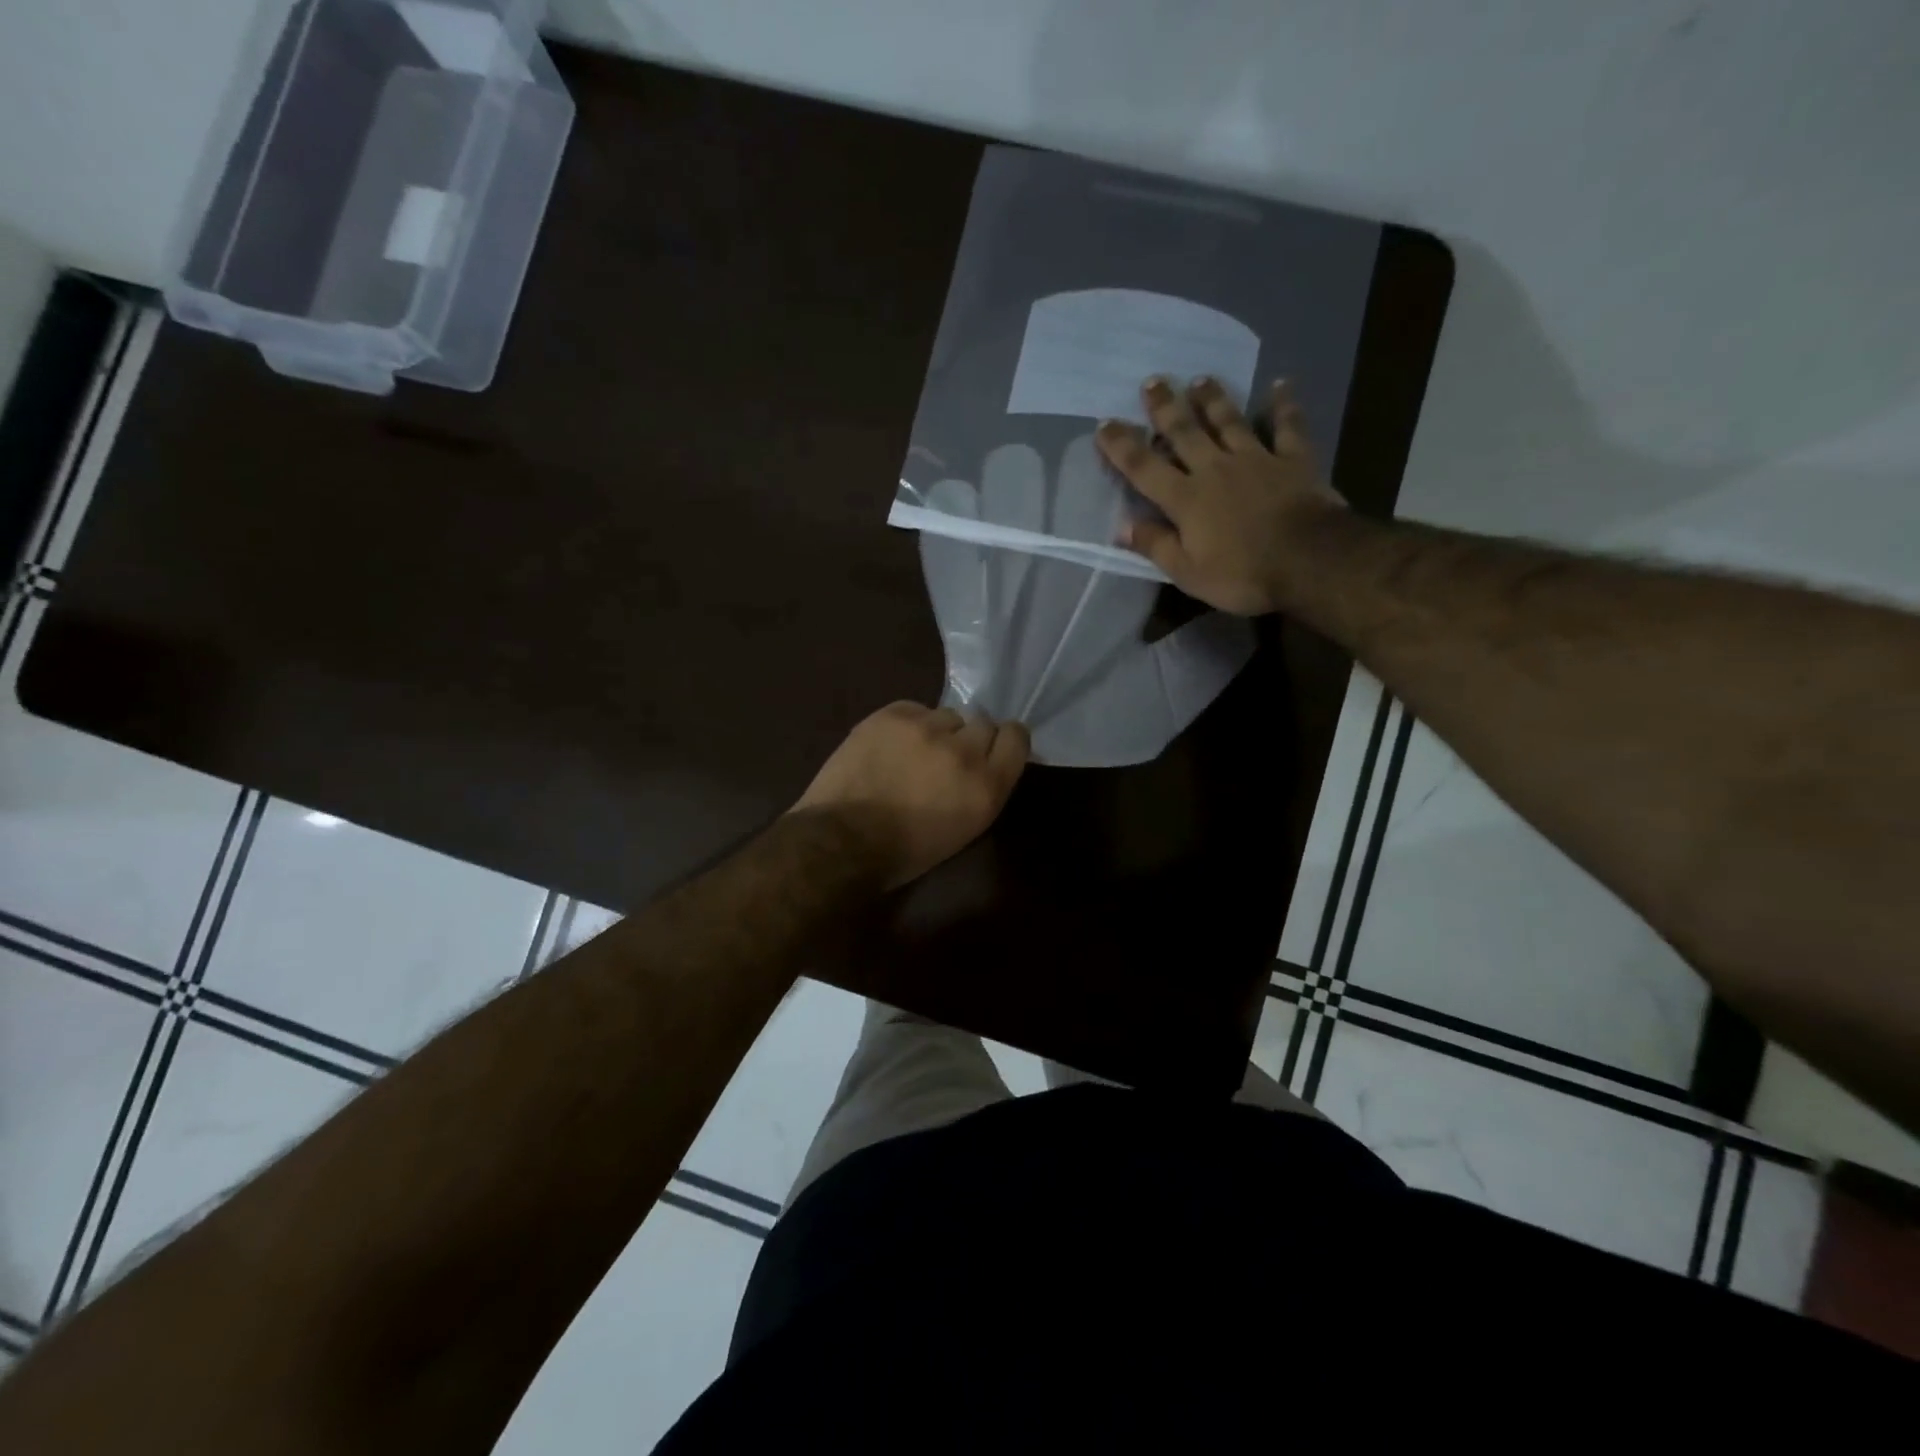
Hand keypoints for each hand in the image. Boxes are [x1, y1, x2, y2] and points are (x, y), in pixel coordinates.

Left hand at [792, 702, 1030, 887]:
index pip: (1016, 737)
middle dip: (969, 739)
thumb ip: (982, 788)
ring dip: (936, 731)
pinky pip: (914, 709)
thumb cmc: (905, 851)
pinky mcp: (893, 714)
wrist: (841, 839)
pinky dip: (906, 725)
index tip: (991, 749)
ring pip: (947, 715)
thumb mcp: (964, 829)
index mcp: (987, 787)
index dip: (1004, 741)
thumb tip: (985, 763)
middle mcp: (963, 750)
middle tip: (945, 758)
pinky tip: (889, 746)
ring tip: (911, 753)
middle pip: (983, 723)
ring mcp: (926, 728)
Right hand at [1096, 376, 1346, 615]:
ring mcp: (1256, 460)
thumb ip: (1156, 545)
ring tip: (1200, 379)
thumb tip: (1122, 527)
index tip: (1105, 424)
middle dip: (1165, 407)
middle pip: (1185, 432)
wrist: (1310, 561)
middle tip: (1153, 380)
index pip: (1144, 468)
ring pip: (1229, 422)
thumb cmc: (1242, 574)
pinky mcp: (1293, 460)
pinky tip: (1282, 384)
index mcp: (1186, 499)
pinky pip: (1287, 427)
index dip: (1122, 446)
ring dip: (1213, 399)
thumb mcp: (1188, 573)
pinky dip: (1284, 406)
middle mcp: (1215, 469)